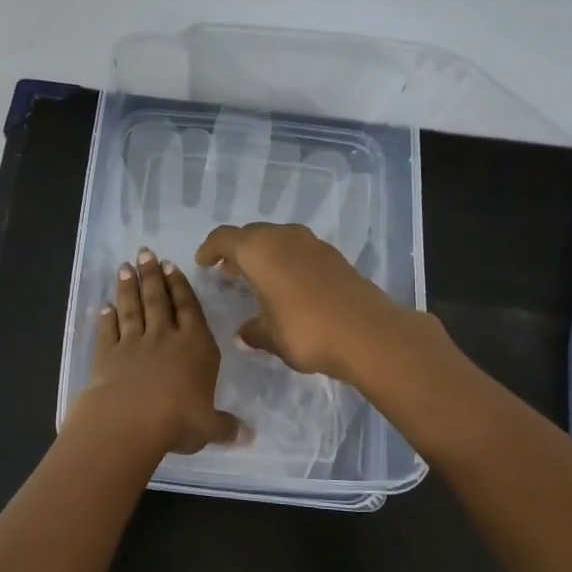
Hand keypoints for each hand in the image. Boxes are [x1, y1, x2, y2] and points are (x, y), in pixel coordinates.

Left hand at [72, 248, 242, 454]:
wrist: (130, 419)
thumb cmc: (178, 419)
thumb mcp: (209, 427)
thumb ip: (226, 427)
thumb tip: (248, 437)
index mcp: (196, 346)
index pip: (189, 309)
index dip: (180, 286)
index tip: (171, 266)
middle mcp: (165, 337)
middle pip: (158, 300)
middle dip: (152, 275)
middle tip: (145, 253)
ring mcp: (133, 343)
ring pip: (132, 308)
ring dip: (128, 287)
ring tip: (125, 267)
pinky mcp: (107, 354)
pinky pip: (107, 331)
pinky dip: (105, 318)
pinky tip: (103, 307)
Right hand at [194, 222, 419, 383]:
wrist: (367, 334)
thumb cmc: (306, 331)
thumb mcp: (269, 337)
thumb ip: (252, 331)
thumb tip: (244, 333)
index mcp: (258, 250)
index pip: (224, 238)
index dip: (210, 249)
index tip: (203, 263)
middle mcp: (283, 237)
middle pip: (251, 234)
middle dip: (237, 250)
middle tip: (228, 273)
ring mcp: (312, 243)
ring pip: (277, 239)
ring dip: (263, 254)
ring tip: (257, 278)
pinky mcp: (333, 256)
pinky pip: (298, 250)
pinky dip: (286, 261)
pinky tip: (287, 285)